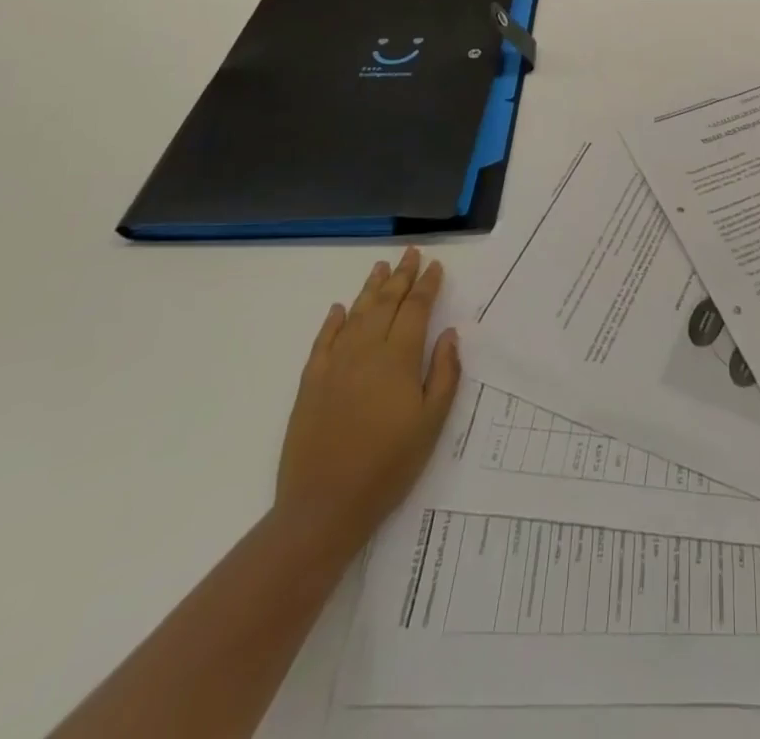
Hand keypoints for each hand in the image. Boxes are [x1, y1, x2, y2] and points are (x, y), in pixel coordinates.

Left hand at [276, 248, 461, 551]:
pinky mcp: (311, 383)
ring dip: (370, 289)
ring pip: (355, 314)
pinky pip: (323, 341)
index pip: (416, 309)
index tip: (435, 266)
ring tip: (381, 268)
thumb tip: (448, 334)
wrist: (324, 506)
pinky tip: (339, 309)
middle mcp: (366, 351)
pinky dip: (332, 321)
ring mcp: (334, 365)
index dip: (427, 285)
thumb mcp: (432, 422)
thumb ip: (444, 373)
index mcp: (398, 358)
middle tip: (411, 253)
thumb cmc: (389, 465)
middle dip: (401, 276)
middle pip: (386, 303)